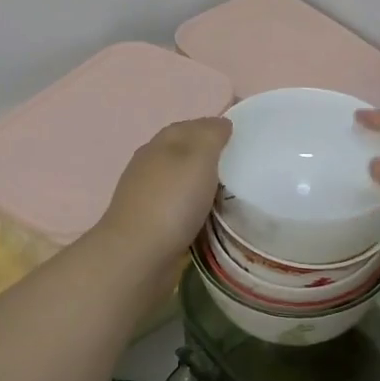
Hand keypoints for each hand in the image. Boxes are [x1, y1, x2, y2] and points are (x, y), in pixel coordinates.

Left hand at [99, 117, 231, 260]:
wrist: (137, 257)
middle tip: (242, 167)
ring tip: (232, 194)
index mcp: (160, 144)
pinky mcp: (150, 225)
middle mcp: (150, 166)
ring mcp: (147, 197)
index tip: (242, 139)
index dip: (215, 128)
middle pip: (184, 153)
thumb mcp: (198, 157)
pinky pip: (179, 209)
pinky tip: (210, 218)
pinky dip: (195, 209)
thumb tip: (221, 123)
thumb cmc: (171, 201)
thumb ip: (211, 135)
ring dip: (202, 186)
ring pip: (181, 182)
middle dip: (210, 157)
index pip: (191, 126)